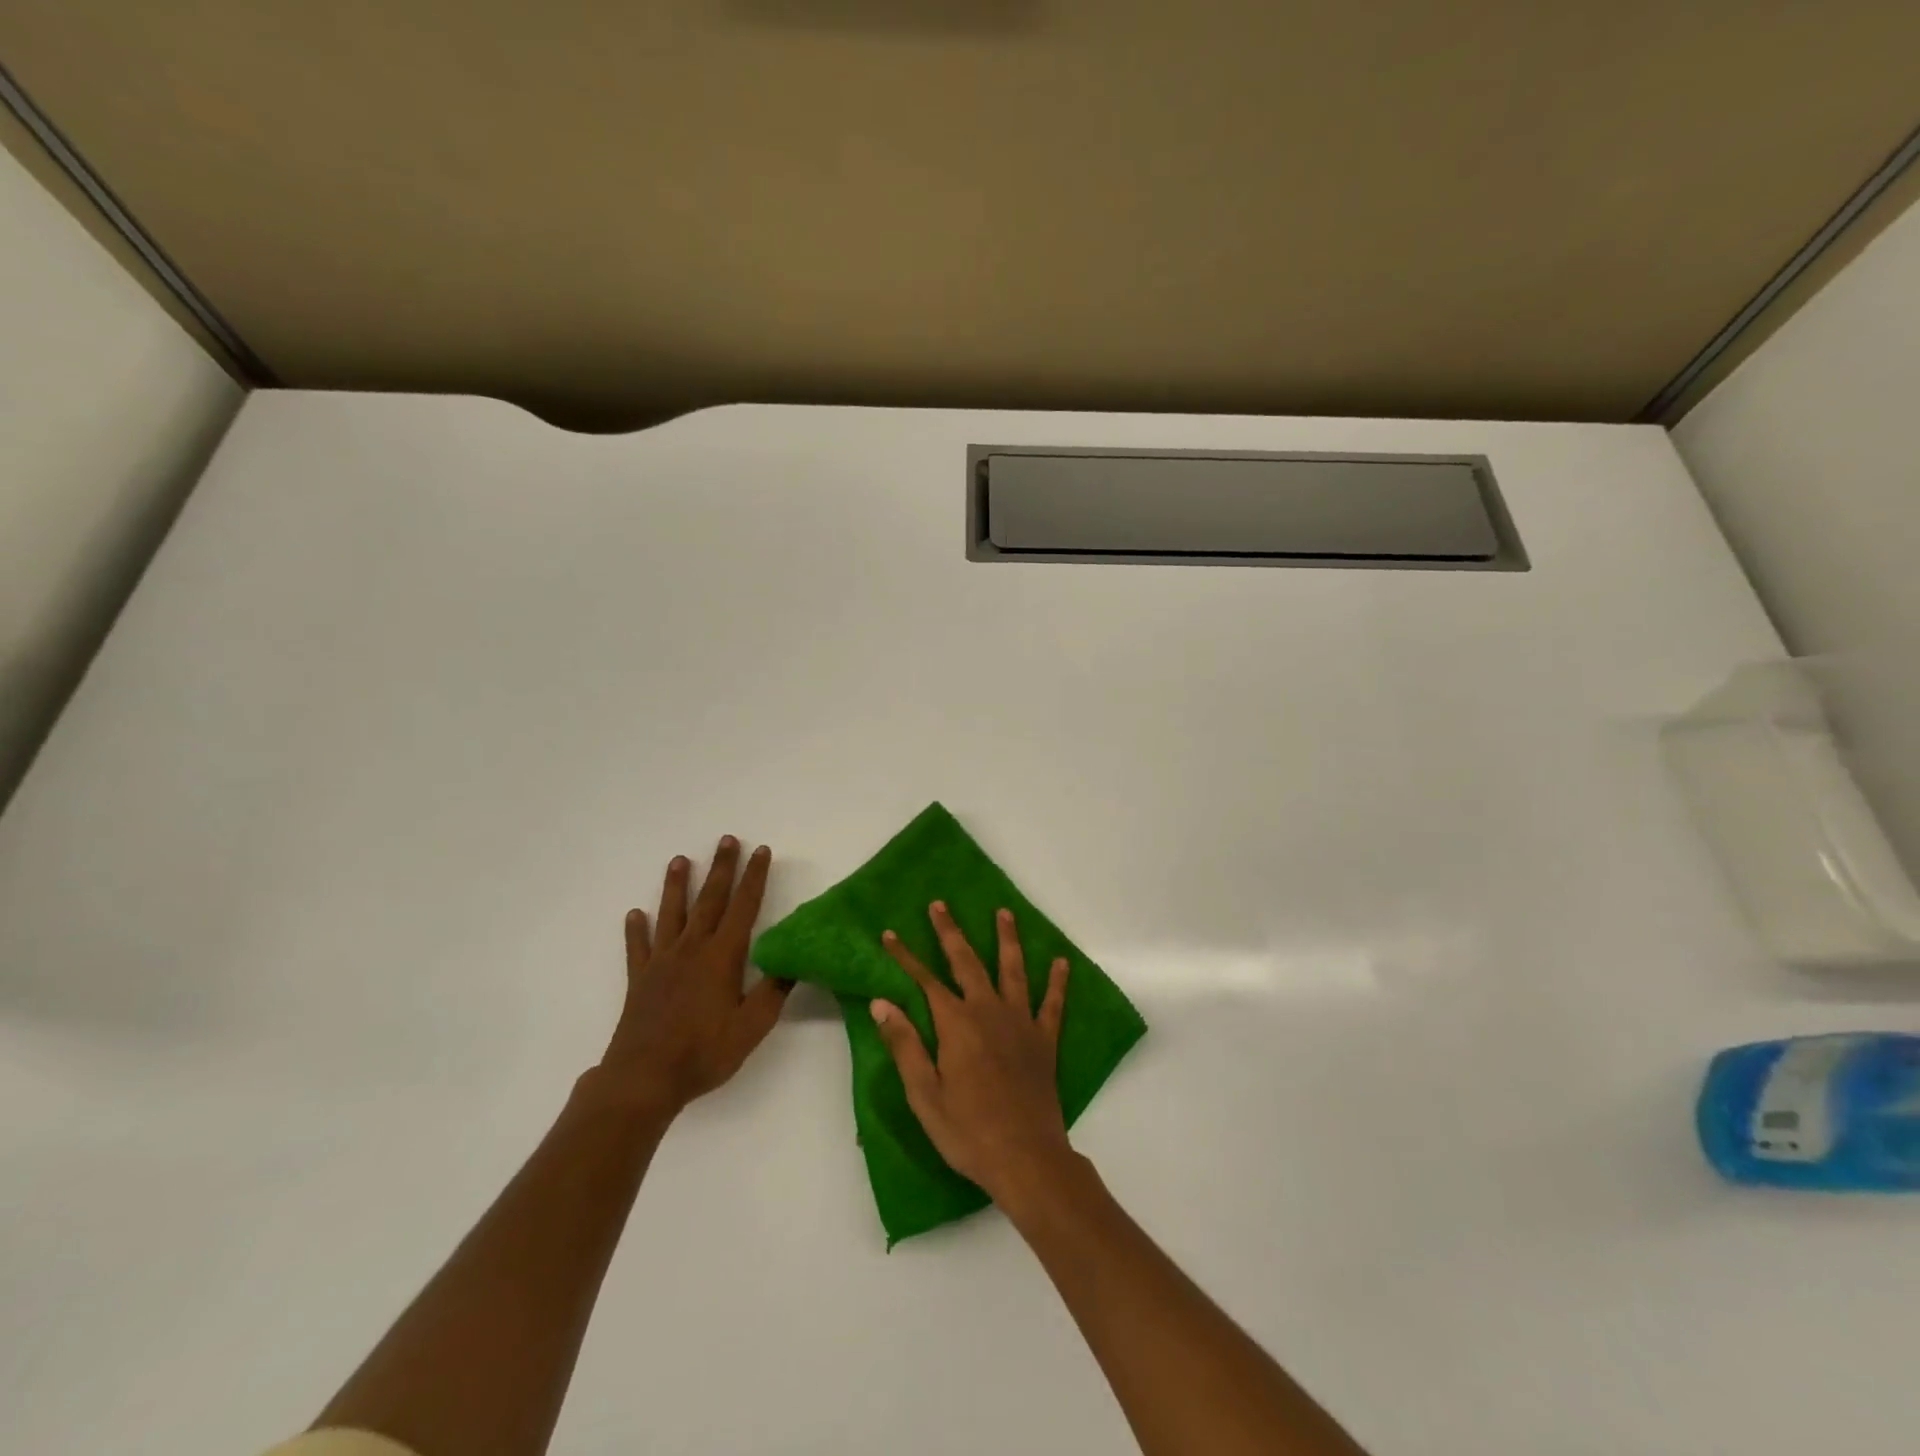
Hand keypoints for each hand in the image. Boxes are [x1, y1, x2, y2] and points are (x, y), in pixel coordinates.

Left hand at [596, 837, 790, 1115]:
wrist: (644, 1078)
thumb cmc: (704, 1052)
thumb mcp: (752, 1027)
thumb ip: (773, 992)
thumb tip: (793, 961)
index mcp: (722, 956)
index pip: (744, 907)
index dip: (754, 877)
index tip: (761, 851)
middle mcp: (692, 949)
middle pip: (710, 900)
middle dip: (721, 868)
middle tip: (727, 839)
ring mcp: (662, 962)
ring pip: (671, 914)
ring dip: (677, 886)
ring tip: (679, 860)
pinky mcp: (640, 979)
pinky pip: (638, 947)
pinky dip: (636, 929)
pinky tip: (634, 914)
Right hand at [871, 902, 1073, 1202]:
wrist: (1025, 1158)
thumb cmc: (967, 1130)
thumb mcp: (924, 1093)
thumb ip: (905, 1044)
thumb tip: (882, 1002)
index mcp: (956, 1024)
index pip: (925, 980)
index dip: (906, 956)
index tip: (891, 934)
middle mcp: (988, 1011)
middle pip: (967, 962)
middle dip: (950, 932)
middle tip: (940, 905)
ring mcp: (1021, 1022)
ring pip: (1013, 970)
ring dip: (1006, 939)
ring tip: (1004, 912)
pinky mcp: (1044, 1040)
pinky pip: (1052, 1004)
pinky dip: (1057, 982)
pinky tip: (1061, 961)